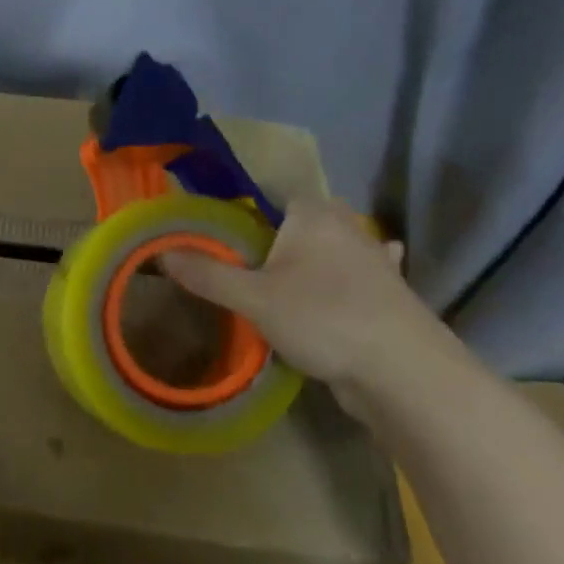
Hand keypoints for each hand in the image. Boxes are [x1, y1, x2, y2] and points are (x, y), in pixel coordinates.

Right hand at [162, 197, 441, 392]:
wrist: (403, 372)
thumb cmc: (324, 318)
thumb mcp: (253, 298)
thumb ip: (207, 274)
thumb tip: (160, 253)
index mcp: (313, 214)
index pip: (273, 191)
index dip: (245, 207)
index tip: (218, 230)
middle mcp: (346, 227)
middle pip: (302, 218)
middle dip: (276, 233)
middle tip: (242, 258)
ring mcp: (373, 259)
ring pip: (330, 247)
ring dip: (311, 257)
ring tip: (279, 277)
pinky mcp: (387, 292)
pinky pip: (353, 276)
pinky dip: (343, 280)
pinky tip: (336, 289)